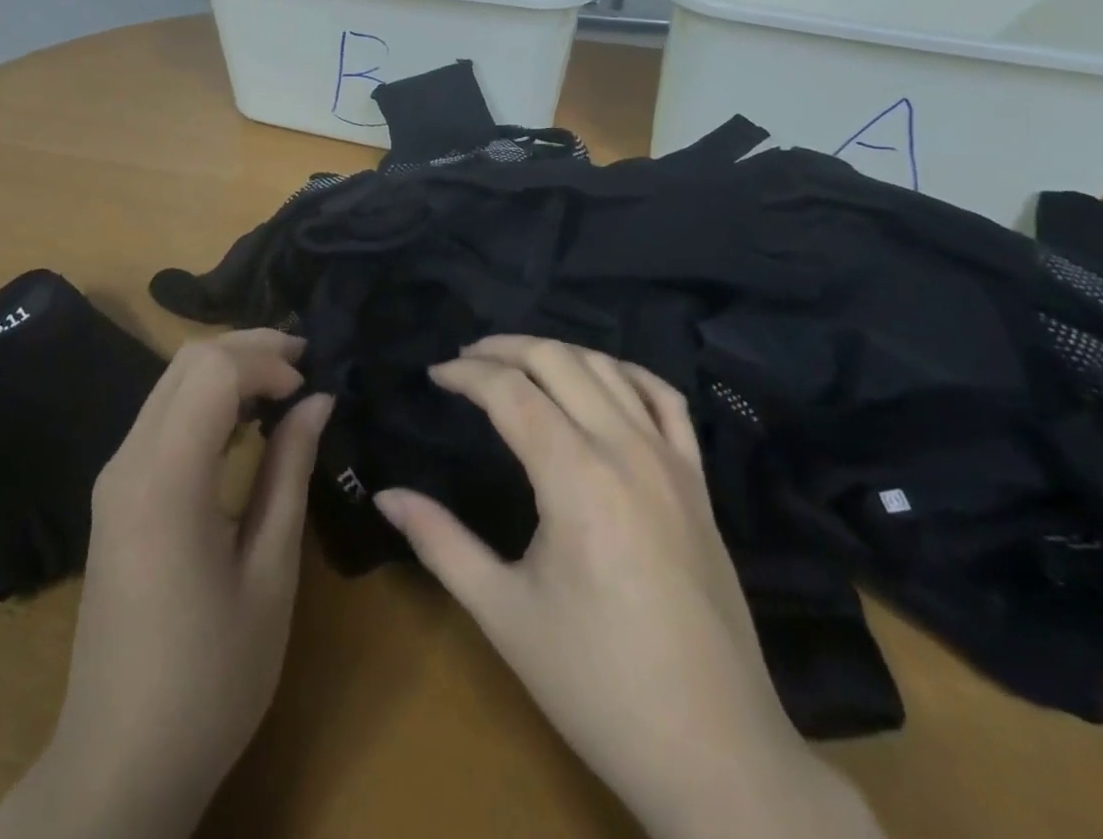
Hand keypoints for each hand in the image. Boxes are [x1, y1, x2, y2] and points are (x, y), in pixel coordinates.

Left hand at [0, 330, 332, 838]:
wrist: (119, 763)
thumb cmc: (210, 678)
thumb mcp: (270, 573)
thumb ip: (289, 471)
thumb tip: (317, 401)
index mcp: (165, 480)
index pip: (212, 370)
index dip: (267, 362)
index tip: (310, 390)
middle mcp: (128, 461)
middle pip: (187, 361)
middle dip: (249, 348)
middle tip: (305, 364)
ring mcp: (115, 476)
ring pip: (171, 381)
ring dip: (228, 368)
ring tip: (284, 384)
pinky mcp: (116, 493)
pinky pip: (162, 415)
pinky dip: (207, 398)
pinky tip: (244, 421)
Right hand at [374, 337, 881, 838]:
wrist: (717, 755)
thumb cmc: (598, 685)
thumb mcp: (504, 615)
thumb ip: (440, 543)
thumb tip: (385, 494)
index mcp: (576, 477)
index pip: (511, 391)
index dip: (466, 374)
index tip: (434, 374)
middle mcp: (625, 449)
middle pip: (559, 361)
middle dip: (505, 348)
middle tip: (466, 358)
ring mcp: (671, 461)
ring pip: (609, 368)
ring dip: (558, 352)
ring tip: (518, 362)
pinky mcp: (699, 482)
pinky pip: (666, 400)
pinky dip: (627, 373)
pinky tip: (603, 378)